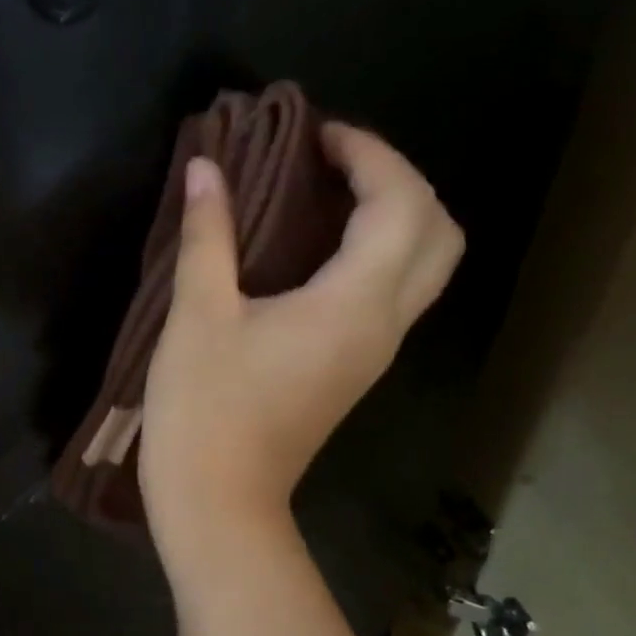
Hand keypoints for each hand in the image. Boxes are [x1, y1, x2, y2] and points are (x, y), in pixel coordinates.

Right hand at [140, 124, 462, 571]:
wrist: (217, 501)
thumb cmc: (204, 409)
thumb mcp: (196, 316)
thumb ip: (206, 236)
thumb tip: (206, 168)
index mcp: (354, 304)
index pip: (402, 204)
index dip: (369, 155)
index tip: (316, 135)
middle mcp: (384, 325)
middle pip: (438, 233)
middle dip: (399, 180)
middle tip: (334, 162)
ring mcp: (373, 353)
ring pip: (422, 266)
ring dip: (392, 216)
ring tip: (325, 195)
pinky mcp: (351, 371)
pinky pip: (389, 294)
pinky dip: (372, 253)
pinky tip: (314, 250)